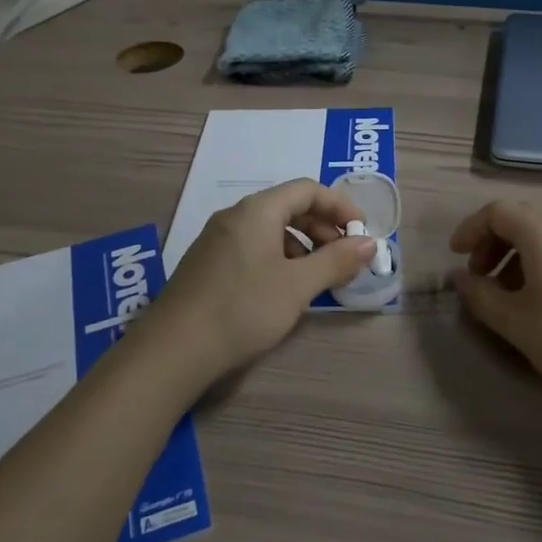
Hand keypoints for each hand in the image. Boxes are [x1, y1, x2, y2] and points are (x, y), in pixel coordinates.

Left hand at [157, 179, 375, 376]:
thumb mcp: (298, 286)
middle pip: (289, 207)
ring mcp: (217, 239)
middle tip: (346, 258)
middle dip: (323, 228)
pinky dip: (280, 258)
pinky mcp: (208, 264)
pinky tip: (286, 289)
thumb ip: (336, 260)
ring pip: (271, 229)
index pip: (308, 190)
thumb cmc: (242, 309)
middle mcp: (235, 216)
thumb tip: (369, 242)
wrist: (172, 351)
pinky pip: (254, 247)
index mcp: (258, 210)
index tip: (362, 232)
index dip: (340, 206)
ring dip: (303, 246)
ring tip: (320, 277)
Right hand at [449, 200, 541, 403]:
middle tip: (478, 276)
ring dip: (515, 256)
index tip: (455, 256)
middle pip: (520, 219)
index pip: (497, 212)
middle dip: (492, 243)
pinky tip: (539, 300)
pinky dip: (539, 263)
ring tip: (506, 294)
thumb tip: (459, 278)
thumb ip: (480, 295)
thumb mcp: (515, 322)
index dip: (470, 229)